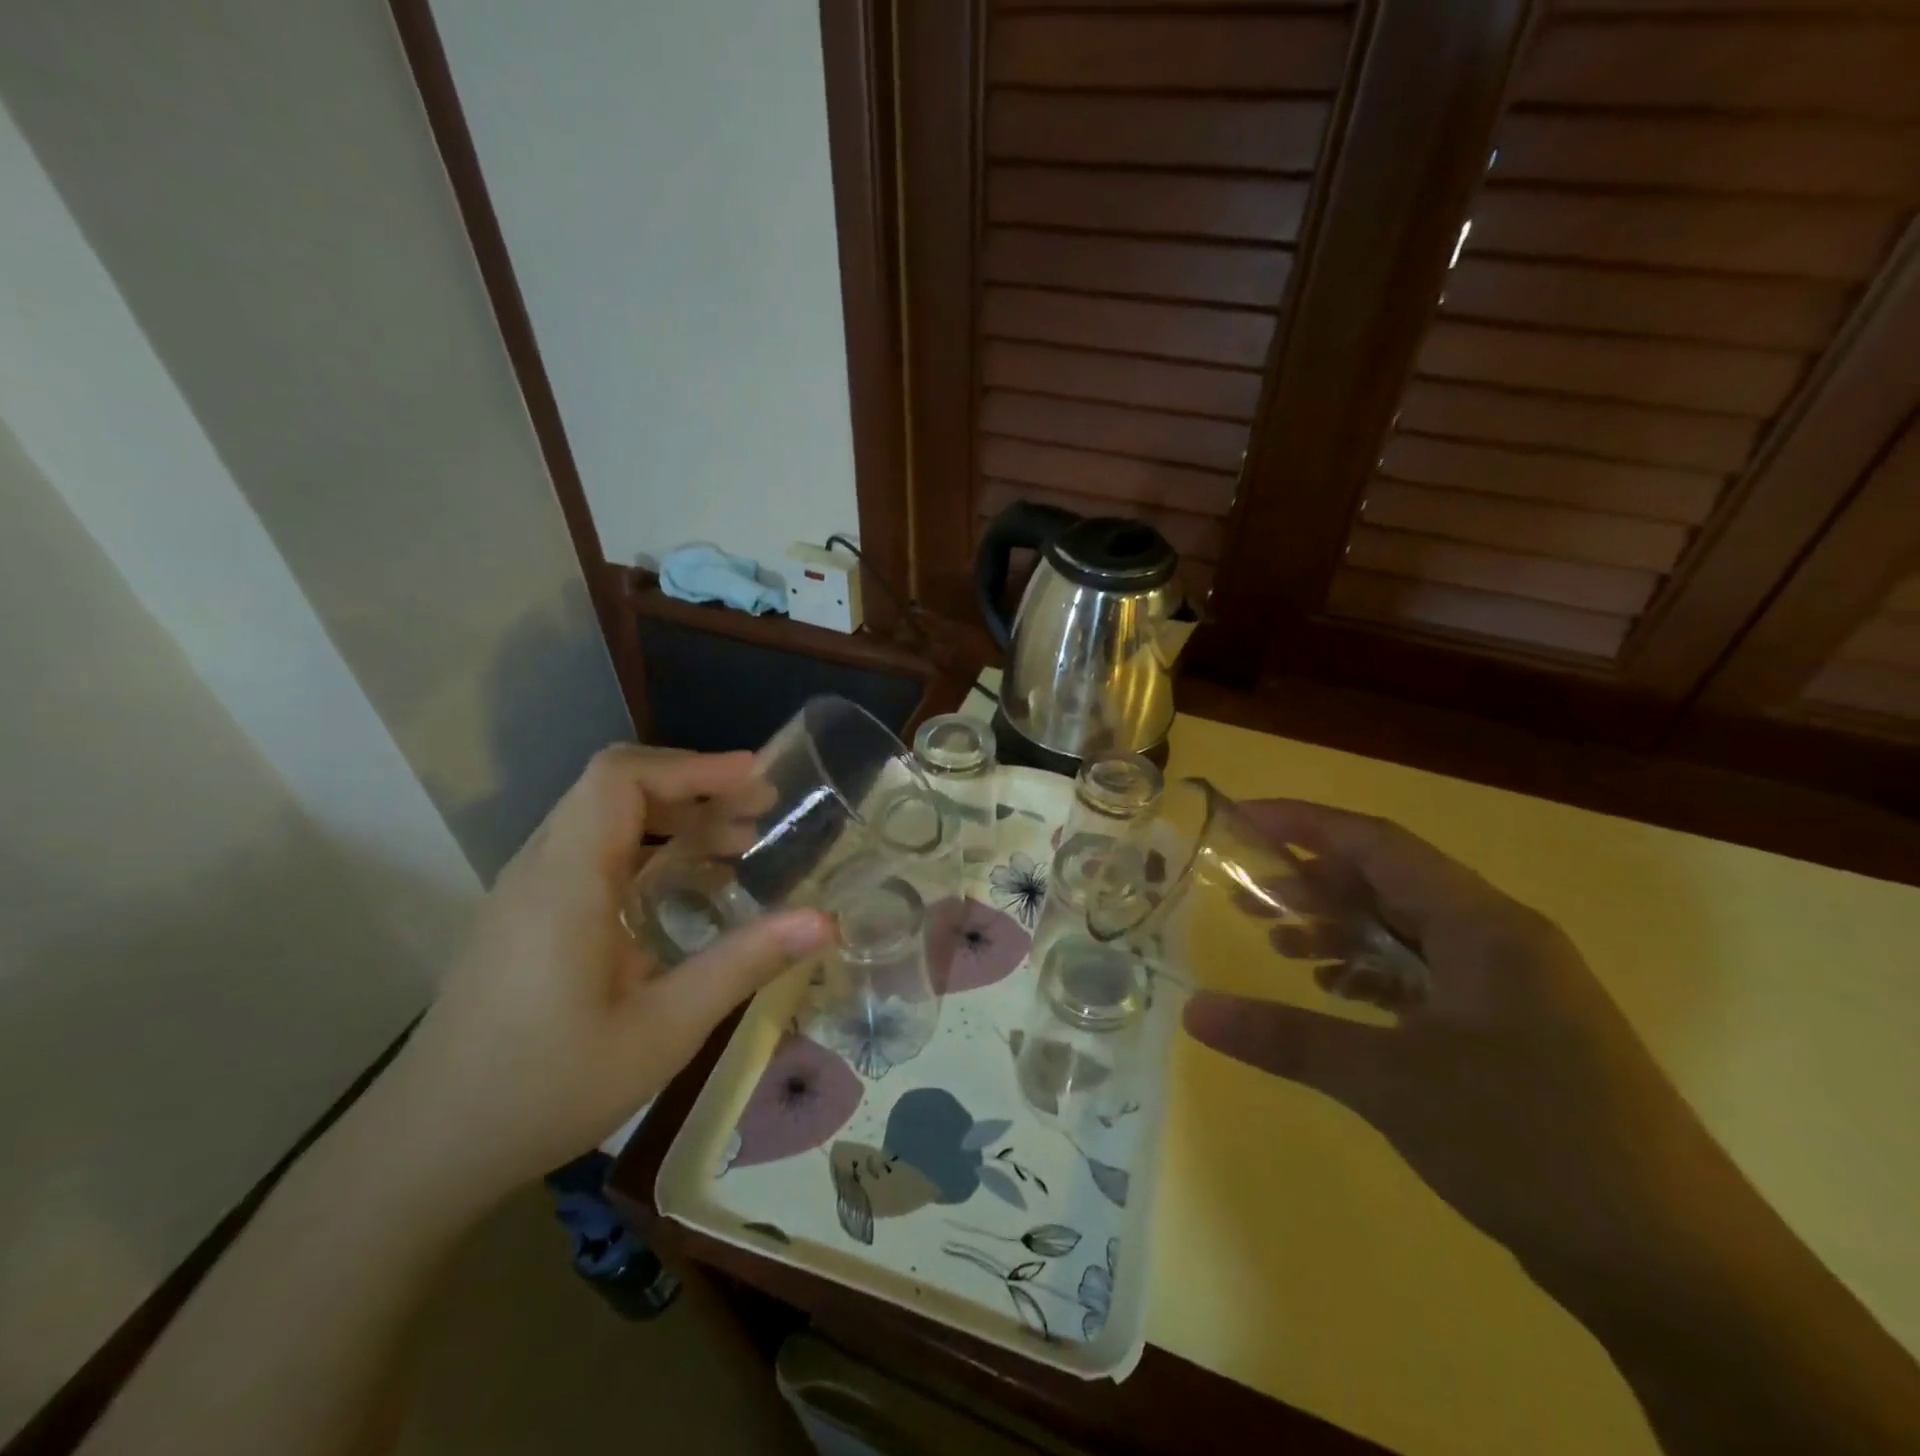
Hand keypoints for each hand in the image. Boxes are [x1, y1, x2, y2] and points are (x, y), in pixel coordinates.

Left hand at [388, 746, 832, 1198]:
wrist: (426, 1151)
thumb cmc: (546, 1088)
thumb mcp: (663, 1029)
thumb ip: (744, 963)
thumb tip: (825, 921)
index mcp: (567, 880)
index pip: (620, 777)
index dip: (693, 766)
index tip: (756, 779)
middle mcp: (541, 868)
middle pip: (614, 788)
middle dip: (694, 787)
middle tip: (762, 811)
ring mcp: (527, 892)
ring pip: (603, 820)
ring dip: (674, 818)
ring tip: (739, 844)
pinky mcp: (527, 918)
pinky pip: (592, 854)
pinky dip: (649, 850)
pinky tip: (689, 891)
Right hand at [1182, 799, 1709, 1277]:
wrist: (1679, 1270)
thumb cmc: (1532, 1144)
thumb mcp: (1392, 1085)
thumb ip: (1288, 1038)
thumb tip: (1194, 1011)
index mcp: (1484, 925)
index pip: (1378, 843)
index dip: (1305, 823)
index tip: (1240, 820)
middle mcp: (1500, 939)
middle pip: (1390, 883)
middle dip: (1314, 884)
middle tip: (1246, 898)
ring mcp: (1512, 987)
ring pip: (1409, 931)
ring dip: (1342, 931)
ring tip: (1279, 946)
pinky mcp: (1514, 1032)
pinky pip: (1427, 977)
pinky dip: (1374, 975)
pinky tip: (1336, 996)